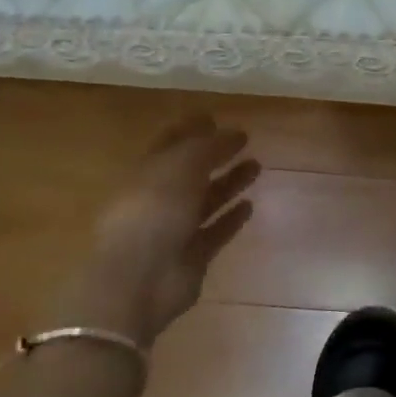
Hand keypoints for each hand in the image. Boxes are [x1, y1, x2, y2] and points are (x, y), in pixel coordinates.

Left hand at [50, 116, 259, 346]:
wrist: (139, 279)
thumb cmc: (154, 211)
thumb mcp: (181, 166)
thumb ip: (208, 147)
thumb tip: (232, 132)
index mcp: (147, 172)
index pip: (171, 144)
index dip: (192, 129)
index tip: (216, 117)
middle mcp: (159, 199)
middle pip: (191, 171)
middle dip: (215, 154)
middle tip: (245, 140)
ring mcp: (175, 230)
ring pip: (206, 200)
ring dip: (229, 183)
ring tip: (256, 166)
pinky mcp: (192, 257)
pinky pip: (215, 232)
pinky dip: (231, 219)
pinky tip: (250, 205)